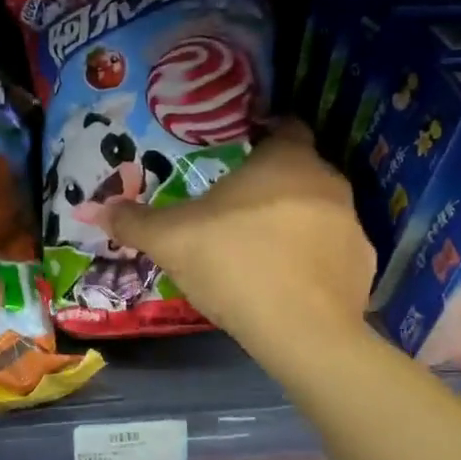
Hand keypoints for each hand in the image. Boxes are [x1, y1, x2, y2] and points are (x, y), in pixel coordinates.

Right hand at [100, 122, 374, 342]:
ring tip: (259, 249)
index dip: (265, 133)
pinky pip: (332, 252)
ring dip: (294, 222)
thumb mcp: (169, 239)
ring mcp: (352, 226)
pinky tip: (286, 283)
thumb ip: (134, 220)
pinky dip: (312, 260)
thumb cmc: (233, 263)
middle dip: (272, 184)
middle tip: (236, 207)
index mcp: (286, 161)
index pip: (286, 127)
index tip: (242, 149)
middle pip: (300, 171)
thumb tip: (96, 208)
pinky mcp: (364, 267)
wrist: (300, 331)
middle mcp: (327, 182)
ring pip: (318, 211)